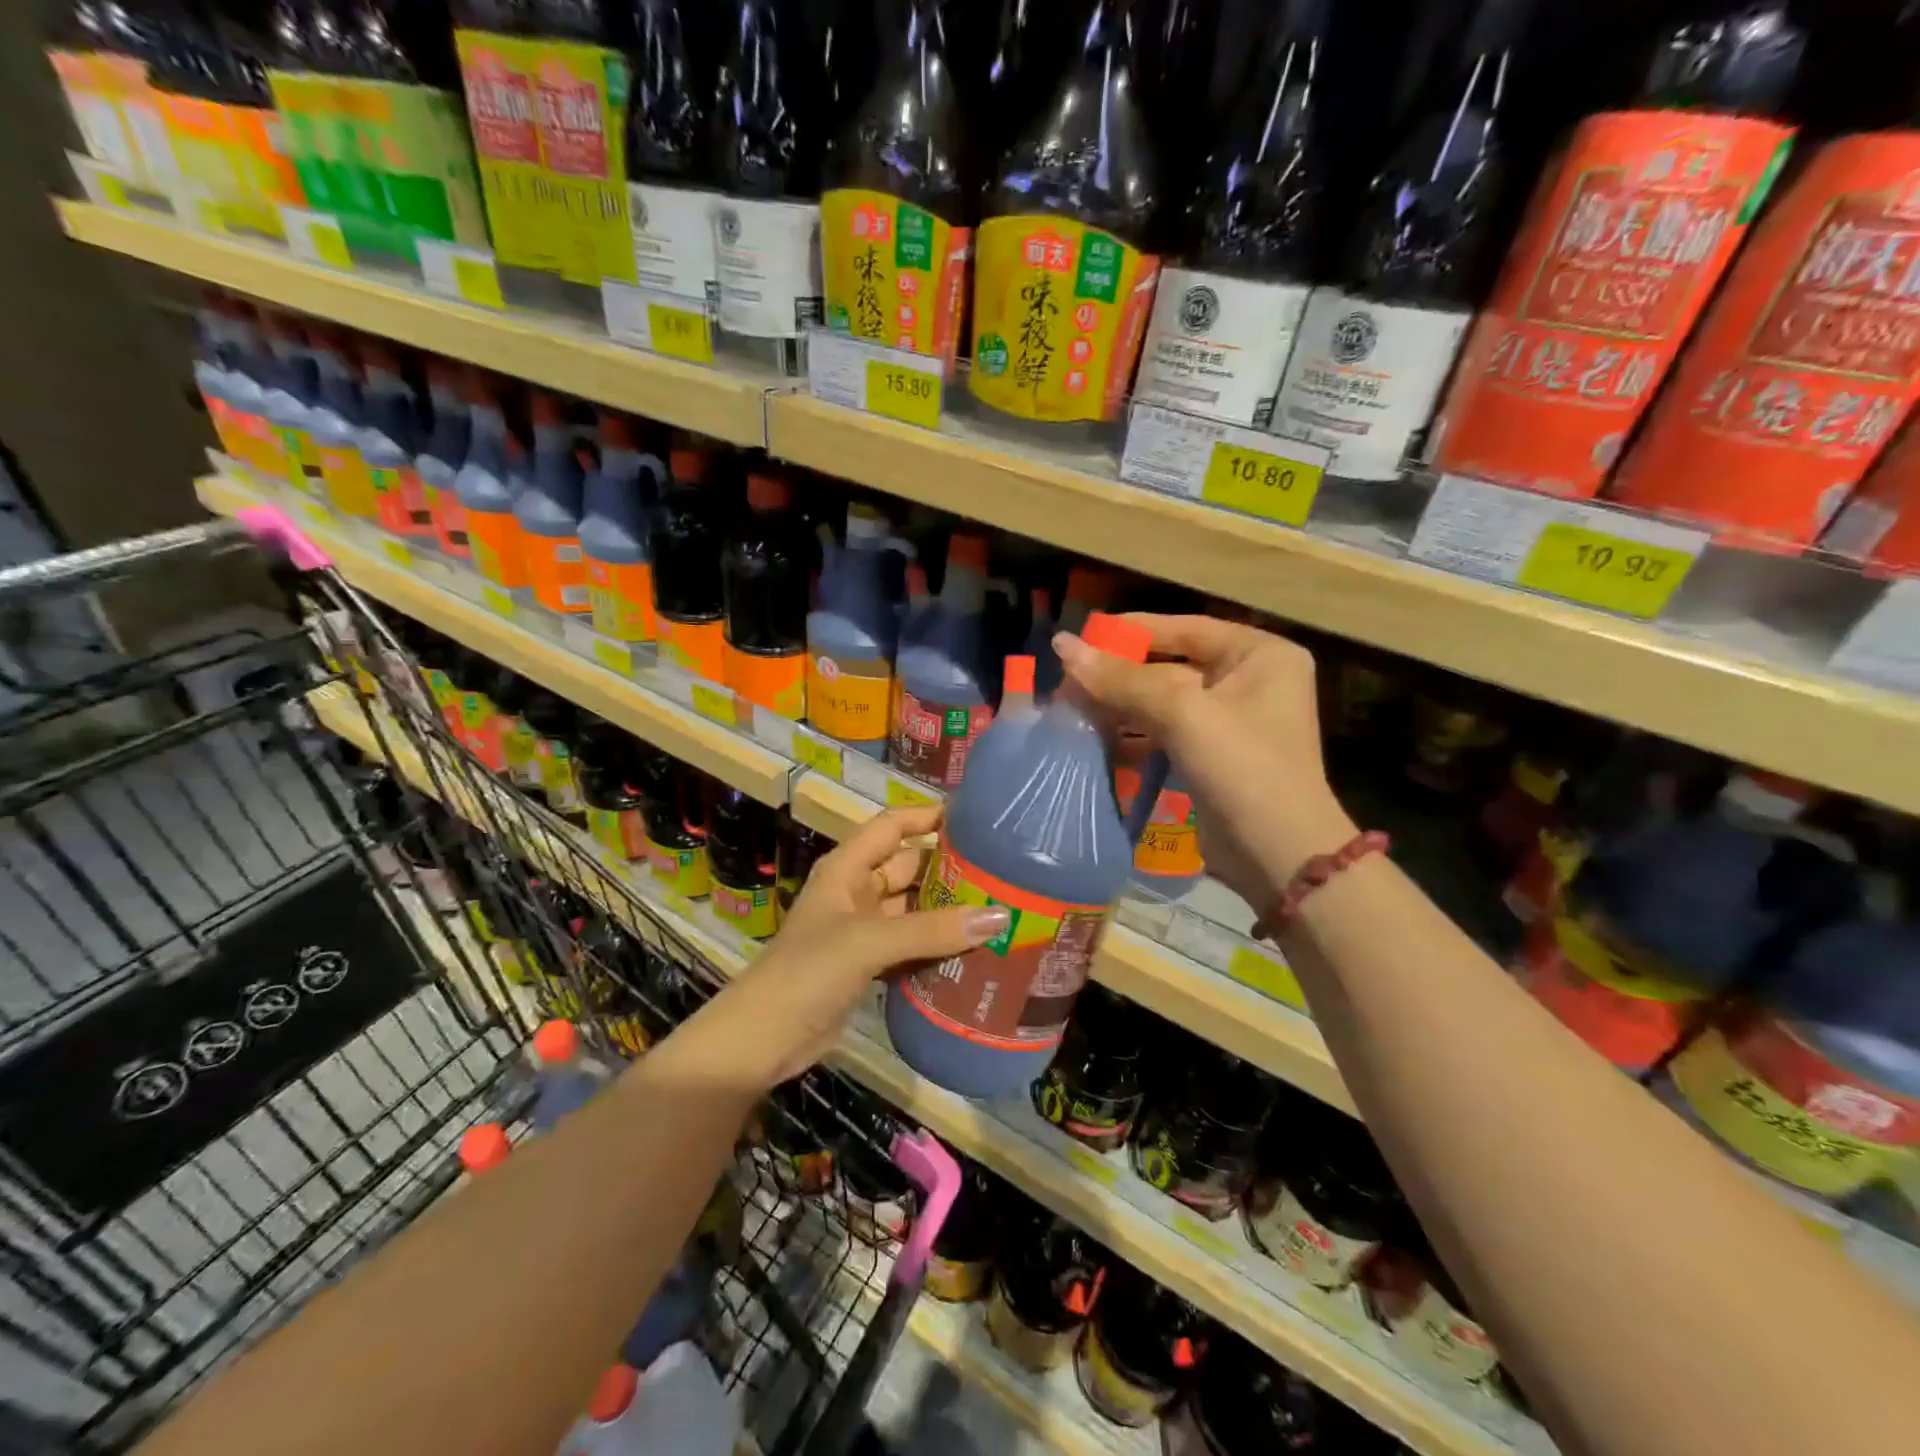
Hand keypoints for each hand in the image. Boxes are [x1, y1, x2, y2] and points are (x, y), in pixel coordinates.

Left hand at [699, 806, 1009, 1087]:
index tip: (974, 818)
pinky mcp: (869, 965)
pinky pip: (911, 944)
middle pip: (909, 867)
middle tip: (1003, 871)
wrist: (763, 1040)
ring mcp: (863, 930)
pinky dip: (937, 946)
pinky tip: (974, 951)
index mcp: (847, 869)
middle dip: (949, 868)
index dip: (926, 816)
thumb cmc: (808, 973)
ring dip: (948, 911)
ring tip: (1000, 908)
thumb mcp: (869, 942)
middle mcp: (856, 892)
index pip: (891, 826)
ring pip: (914, 909)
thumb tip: (1000, 916)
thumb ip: (931, 929)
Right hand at [1055, 614, 1355, 911]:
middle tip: (1066, 681)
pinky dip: (1132, 736)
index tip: (1082, 636)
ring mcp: (1230, 722)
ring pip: (1162, 703)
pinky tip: (1094, 740)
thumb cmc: (1242, 766)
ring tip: (1070, 709)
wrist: (1278, 855)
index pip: (1186, 629)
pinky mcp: (1211, 757)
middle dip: (1119, 676)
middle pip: (1170, 666)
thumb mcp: (1183, 713)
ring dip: (1119, 708)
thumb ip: (1122, 679)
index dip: (1132, 631)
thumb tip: (1062, 645)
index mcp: (1259, 655)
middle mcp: (1248, 681)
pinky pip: (1164, 734)